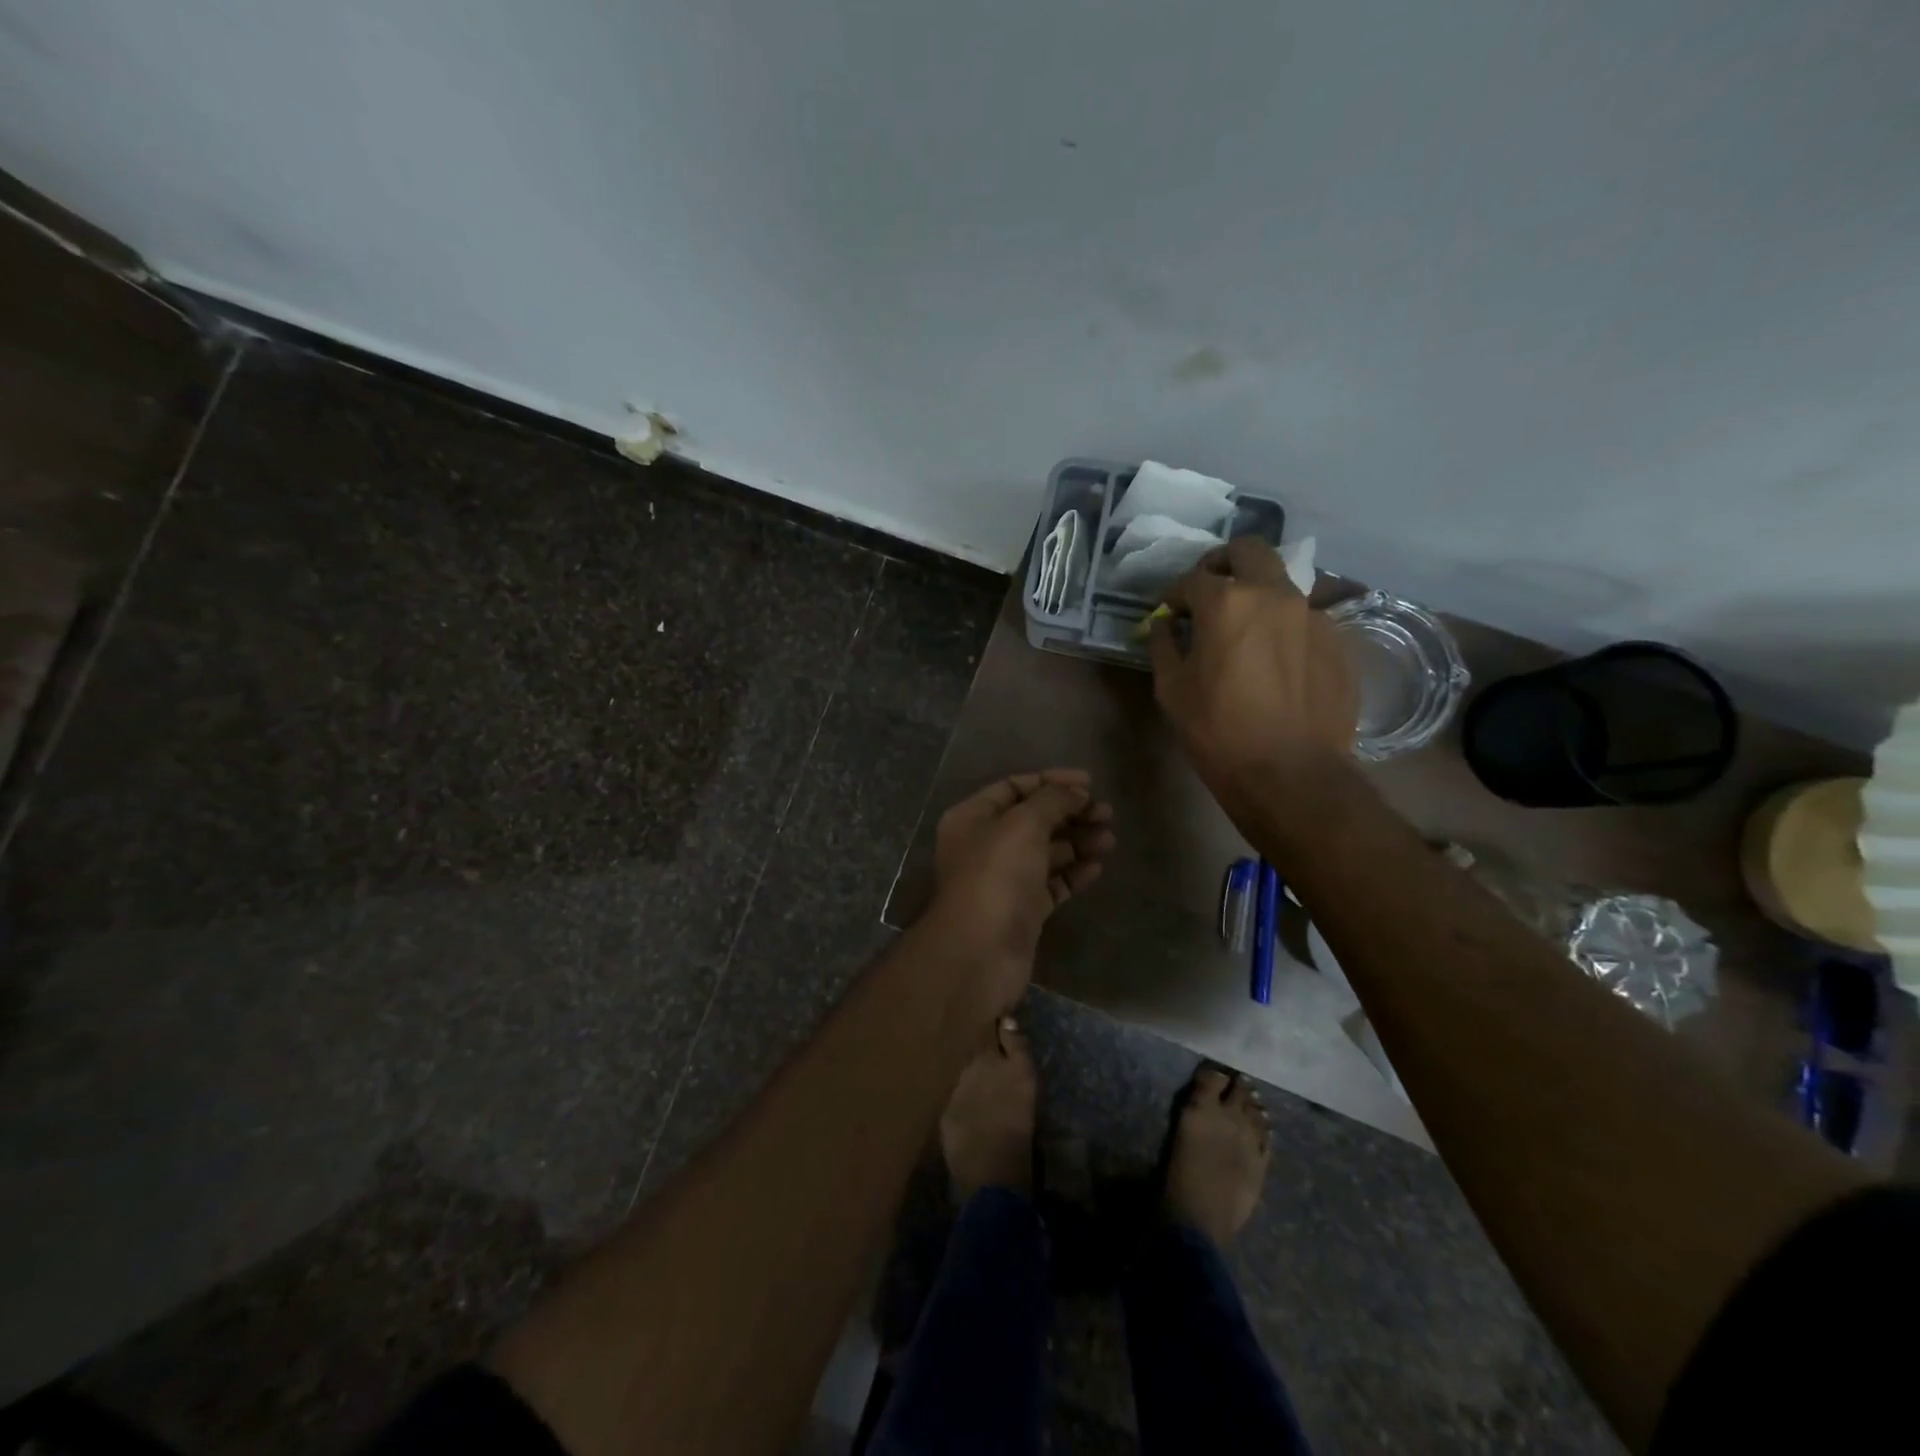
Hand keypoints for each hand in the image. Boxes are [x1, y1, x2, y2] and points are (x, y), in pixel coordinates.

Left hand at [929, 769, 1114, 1003]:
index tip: (1089, 783)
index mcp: (972, 817)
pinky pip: (1051, 884)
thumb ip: (1052, 801)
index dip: (1051, 781)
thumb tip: (1076, 792)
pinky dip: (1073, 873)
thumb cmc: (997, 875)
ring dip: (1077, 842)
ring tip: (1109, 839)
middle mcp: (985, 845)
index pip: (1014, 787)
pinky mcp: (1022, 910)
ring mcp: (1004, 879)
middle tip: (1107, 814)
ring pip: (1045, 852)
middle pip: (1033, 819)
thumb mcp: (1024, 824)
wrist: (981, 951)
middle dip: (1070, 813)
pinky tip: (1097, 867)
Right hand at [1148, 539, 1356, 808]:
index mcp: (1226, 602)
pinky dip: (1283, 625)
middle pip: (1248, 551)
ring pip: (1281, 581)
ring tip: (1245, 626)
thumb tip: (1166, 625)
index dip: (1174, 595)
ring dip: (1257, 592)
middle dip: (1223, 563)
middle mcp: (1273, 594)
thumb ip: (1164, 645)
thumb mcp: (1171, 689)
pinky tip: (1275, 659)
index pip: (1193, 579)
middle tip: (1210, 590)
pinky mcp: (1337, 640)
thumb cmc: (1217, 730)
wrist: (1289, 772)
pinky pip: (1304, 617)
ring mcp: (1312, 614)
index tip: (1169, 613)